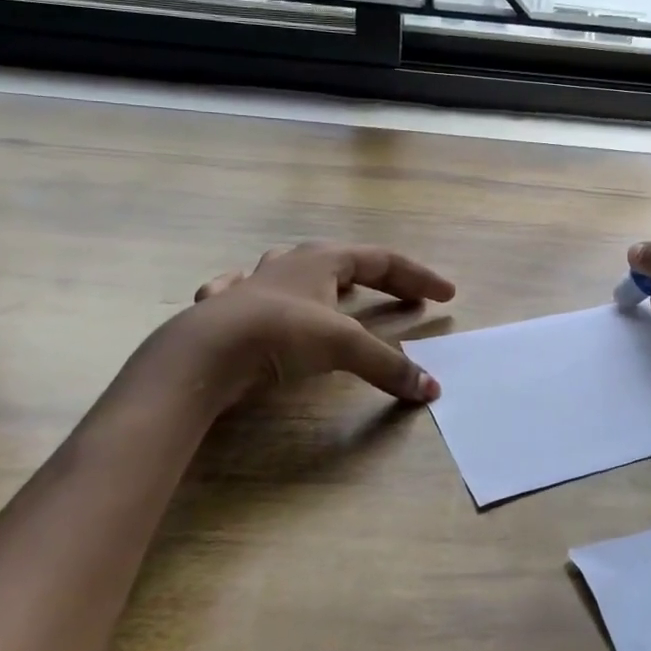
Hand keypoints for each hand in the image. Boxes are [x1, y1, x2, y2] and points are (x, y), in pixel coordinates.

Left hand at [191, 242, 455, 401]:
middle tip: (408, 299)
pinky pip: (245, 290)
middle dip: (382, 279)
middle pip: (347, 261)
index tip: (446, 295)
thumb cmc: (281, 334)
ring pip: (294, 268)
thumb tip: (431, 390)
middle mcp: (291, 263)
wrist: (204, 351)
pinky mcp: (224, 308)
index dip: (418, 278)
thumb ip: (387, 366)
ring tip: (338, 291)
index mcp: (324, 261)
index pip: (384, 261)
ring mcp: (254, 282)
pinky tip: (252, 297)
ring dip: (323, 278)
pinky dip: (258, 294)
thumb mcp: (343, 347)